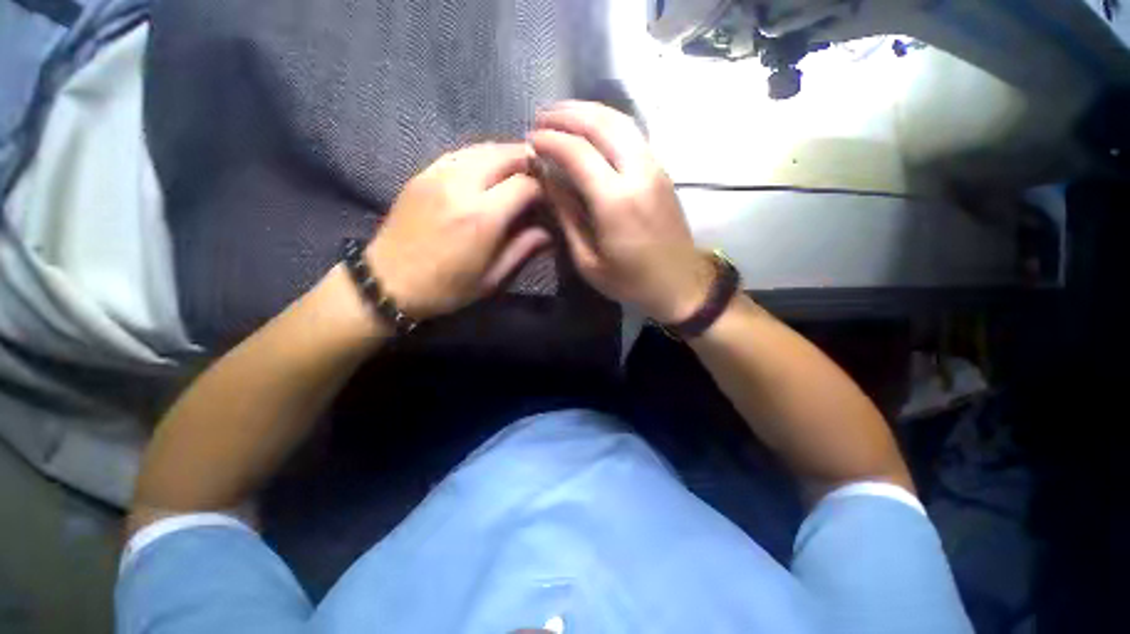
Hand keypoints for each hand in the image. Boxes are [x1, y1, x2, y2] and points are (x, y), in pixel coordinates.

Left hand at [366, 143, 548, 319]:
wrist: (388, 282)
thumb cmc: (446, 289)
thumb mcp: (492, 279)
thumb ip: (523, 249)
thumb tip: (549, 232)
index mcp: (482, 216)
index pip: (525, 184)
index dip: (544, 189)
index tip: (550, 201)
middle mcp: (461, 185)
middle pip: (506, 154)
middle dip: (529, 164)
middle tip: (539, 181)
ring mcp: (438, 173)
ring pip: (483, 148)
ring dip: (506, 157)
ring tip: (517, 175)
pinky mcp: (423, 172)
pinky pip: (461, 153)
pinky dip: (482, 158)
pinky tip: (487, 174)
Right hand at [529, 101, 712, 322]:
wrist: (680, 284)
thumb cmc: (630, 281)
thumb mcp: (588, 261)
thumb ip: (567, 216)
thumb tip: (547, 179)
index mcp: (616, 201)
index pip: (577, 152)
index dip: (550, 141)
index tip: (530, 140)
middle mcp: (638, 173)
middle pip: (601, 124)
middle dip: (566, 114)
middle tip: (541, 117)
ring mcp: (655, 168)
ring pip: (620, 121)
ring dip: (588, 112)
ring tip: (562, 114)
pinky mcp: (663, 171)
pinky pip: (632, 134)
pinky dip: (607, 123)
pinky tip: (591, 129)